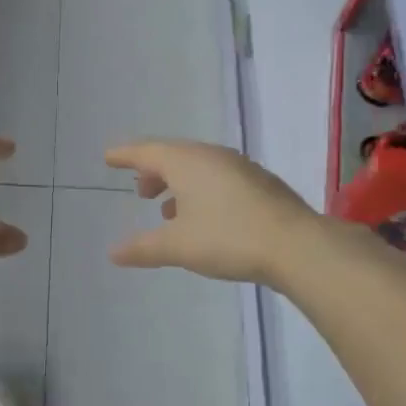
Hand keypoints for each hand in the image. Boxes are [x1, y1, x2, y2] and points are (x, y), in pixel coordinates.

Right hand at [104, 139, 320, 285]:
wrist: (296, 246)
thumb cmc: (228, 238)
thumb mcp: (178, 246)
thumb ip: (142, 248)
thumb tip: (113, 252)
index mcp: (188, 162)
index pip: (147, 152)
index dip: (125, 155)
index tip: (109, 157)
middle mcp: (213, 157)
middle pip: (174, 156)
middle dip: (153, 171)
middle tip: (139, 190)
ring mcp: (240, 168)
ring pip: (198, 168)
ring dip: (178, 184)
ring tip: (166, 210)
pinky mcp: (260, 185)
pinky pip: (218, 179)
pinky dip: (200, 191)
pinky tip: (203, 218)